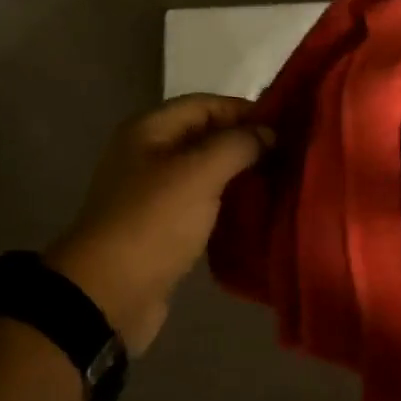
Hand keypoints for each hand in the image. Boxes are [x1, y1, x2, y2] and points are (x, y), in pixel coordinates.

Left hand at [45, 94, 269, 354]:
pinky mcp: (164, 228)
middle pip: (207, 137)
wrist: (109, 295)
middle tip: (292, 156)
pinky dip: (229, 205)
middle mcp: (149, 155)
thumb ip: (237, 145)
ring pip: (207, 172)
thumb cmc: (153, 222)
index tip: (288, 127)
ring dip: (241, 175)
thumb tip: (268, 133)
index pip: (206, 104)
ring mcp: (155, 193)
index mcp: (150, 130)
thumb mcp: (199, 173)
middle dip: (247, 144)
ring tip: (283, 182)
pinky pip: (203, 204)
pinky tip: (259, 212)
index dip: (246, 111)